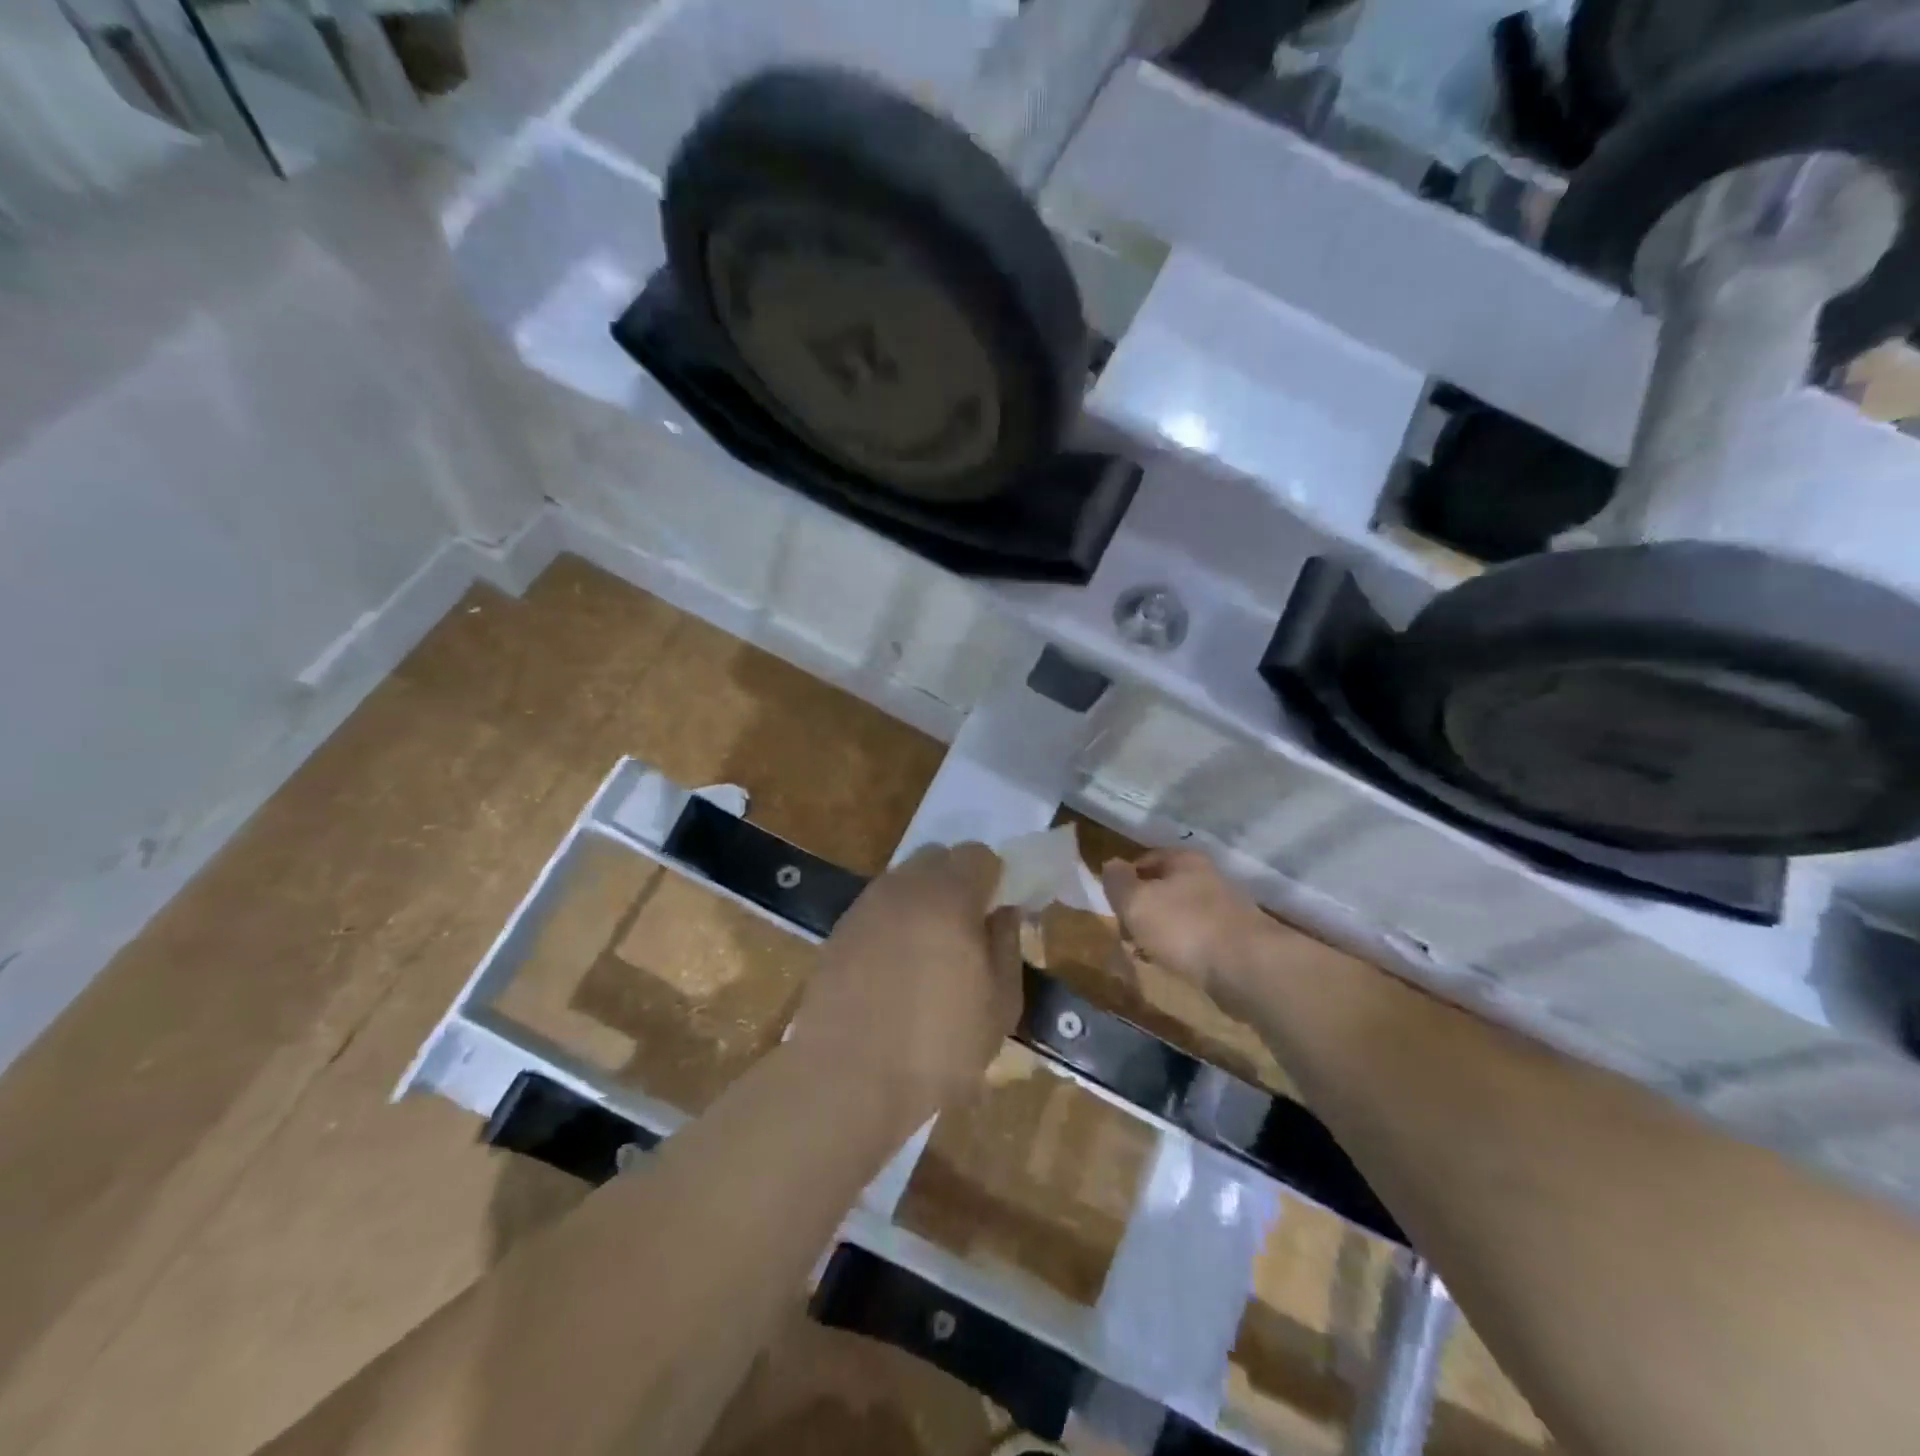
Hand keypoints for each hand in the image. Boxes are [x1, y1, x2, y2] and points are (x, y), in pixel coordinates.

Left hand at [789, 843, 1020, 1119]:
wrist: (846, 1078)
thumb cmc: (938, 1047)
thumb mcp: (1000, 1005)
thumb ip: (1007, 945)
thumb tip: (1005, 912)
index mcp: (949, 896)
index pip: (979, 855)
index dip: (994, 879)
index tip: (997, 913)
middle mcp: (904, 887)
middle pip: (938, 858)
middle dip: (957, 881)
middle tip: (965, 929)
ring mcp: (865, 905)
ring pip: (904, 881)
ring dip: (923, 901)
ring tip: (928, 952)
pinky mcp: (838, 930)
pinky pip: (877, 908)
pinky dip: (893, 922)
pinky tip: (893, 968)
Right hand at [1101, 848, 1272, 1005]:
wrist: (1247, 967)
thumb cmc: (1183, 926)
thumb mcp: (1136, 901)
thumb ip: (1118, 882)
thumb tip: (1110, 865)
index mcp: (1184, 859)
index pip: (1146, 859)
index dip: (1126, 878)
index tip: (1113, 902)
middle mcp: (1207, 877)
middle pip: (1164, 887)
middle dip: (1143, 908)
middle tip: (1126, 931)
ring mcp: (1225, 909)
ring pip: (1180, 914)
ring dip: (1161, 931)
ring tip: (1146, 953)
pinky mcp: (1236, 940)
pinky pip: (1197, 938)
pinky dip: (1182, 949)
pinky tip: (1173, 965)